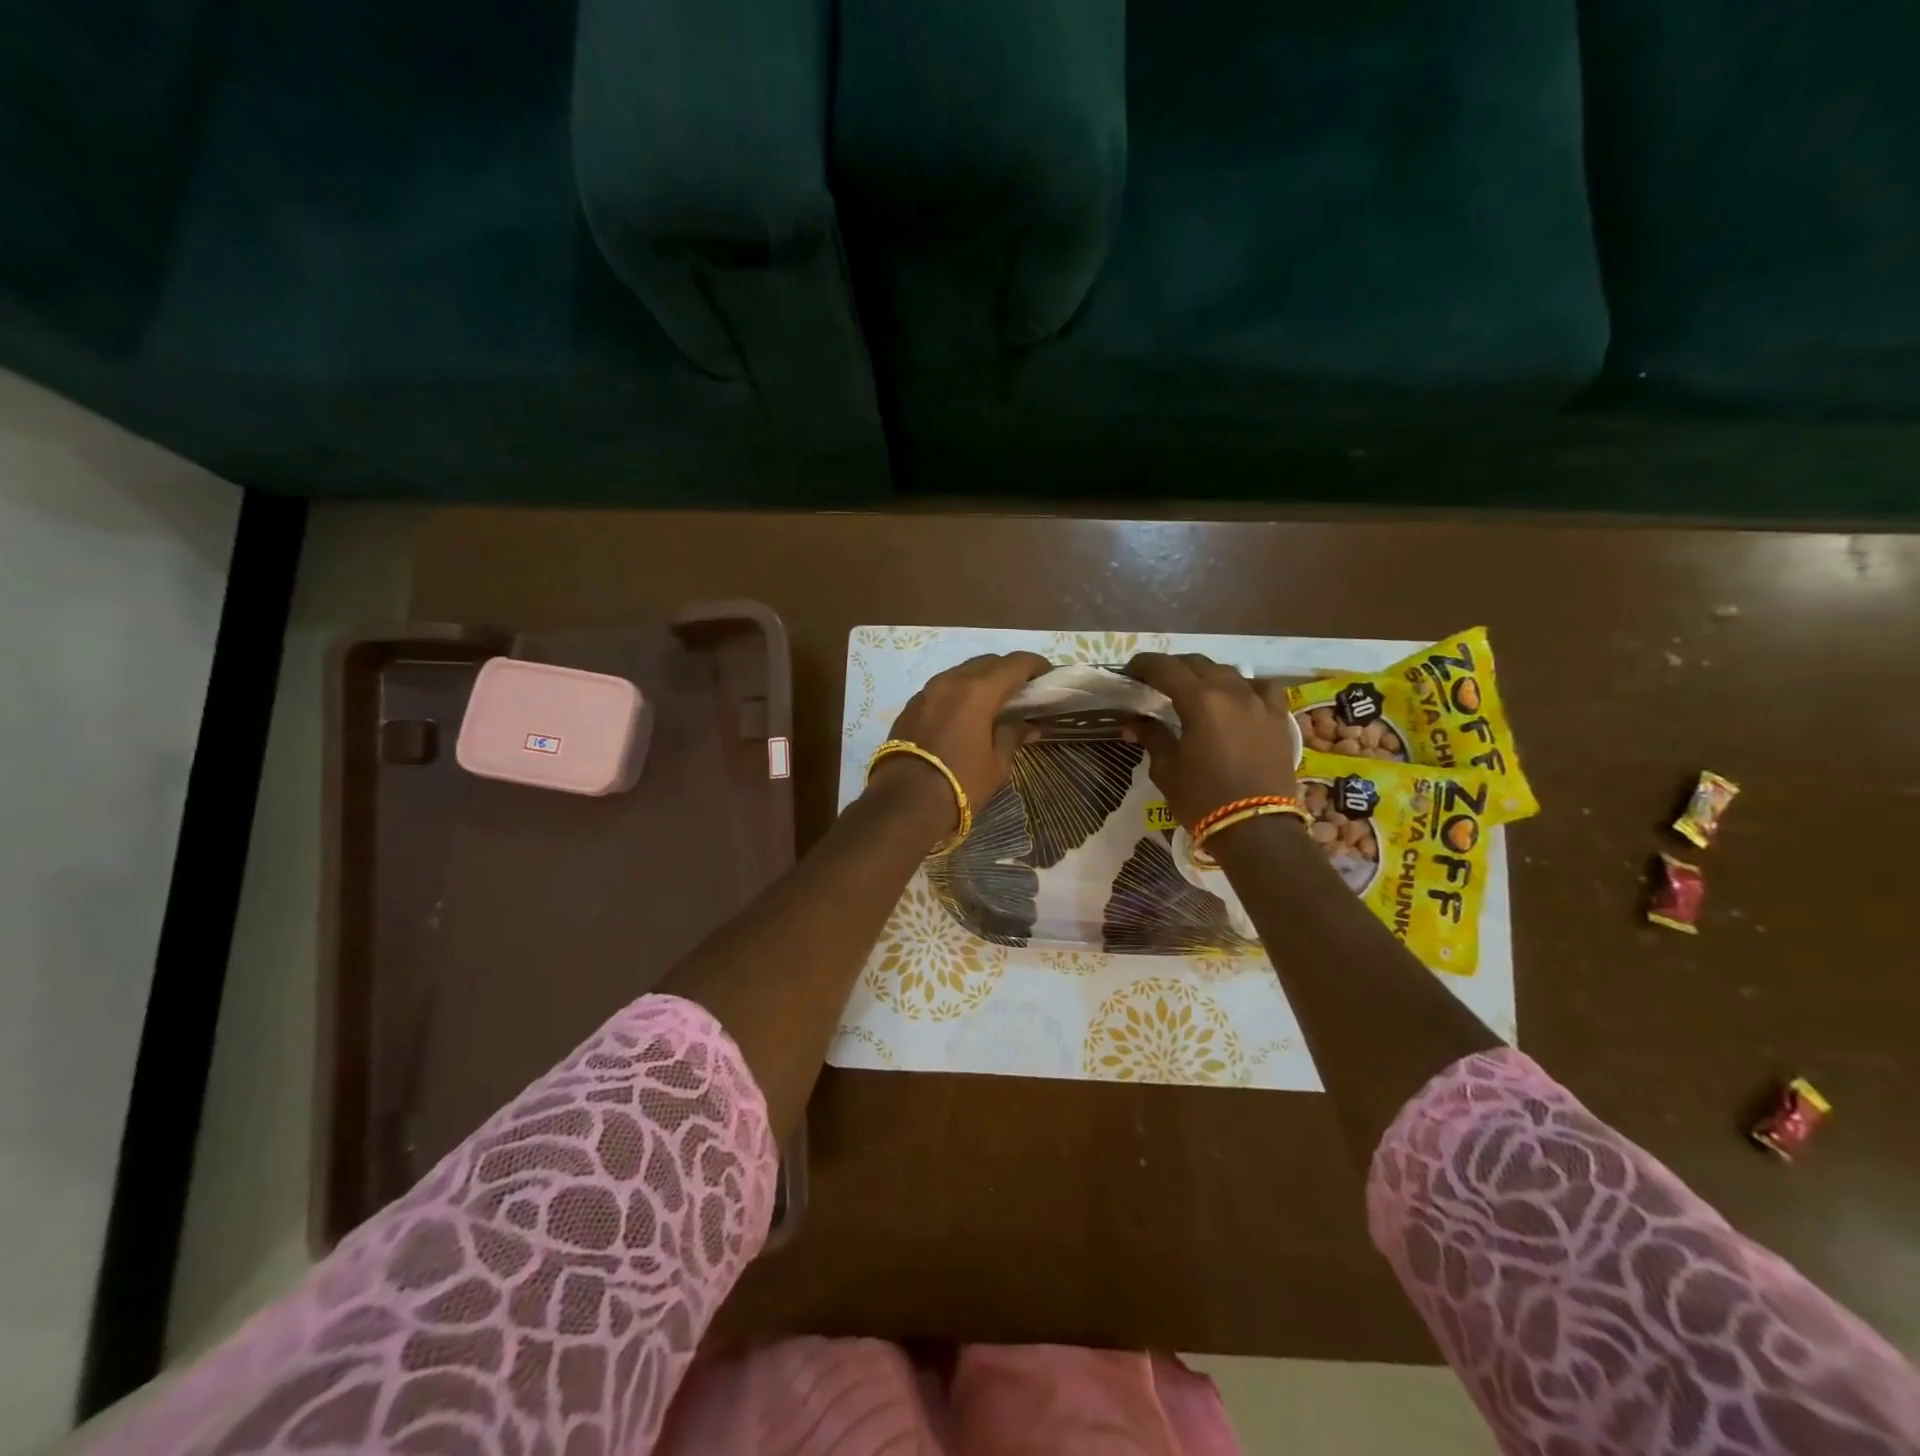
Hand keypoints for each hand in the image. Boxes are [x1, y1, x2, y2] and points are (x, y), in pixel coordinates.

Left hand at [868, 652, 1049, 839]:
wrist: (904, 804)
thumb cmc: (959, 784)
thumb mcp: (996, 764)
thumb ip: (1012, 735)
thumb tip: (1027, 725)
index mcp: (978, 691)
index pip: (1015, 664)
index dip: (1036, 665)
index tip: (1048, 676)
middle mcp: (950, 681)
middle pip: (987, 663)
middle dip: (1008, 671)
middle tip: (1024, 690)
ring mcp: (926, 692)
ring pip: (961, 673)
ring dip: (981, 680)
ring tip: (996, 701)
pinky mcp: (910, 707)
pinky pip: (942, 689)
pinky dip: (959, 693)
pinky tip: (966, 714)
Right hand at [1124, 653, 1299, 826]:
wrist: (1256, 830)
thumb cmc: (1203, 799)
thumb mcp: (1166, 769)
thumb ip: (1151, 736)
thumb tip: (1132, 722)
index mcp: (1200, 701)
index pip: (1165, 668)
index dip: (1144, 665)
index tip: (1130, 672)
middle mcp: (1232, 692)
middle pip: (1197, 664)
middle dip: (1173, 668)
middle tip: (1155, 682)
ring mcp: (1260, 703)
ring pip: (1228, 672)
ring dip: (1206, 675)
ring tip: (1193, 690)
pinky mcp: (1279, 718)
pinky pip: (1261, 688)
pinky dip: (1244, 687)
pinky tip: (1236, 698)